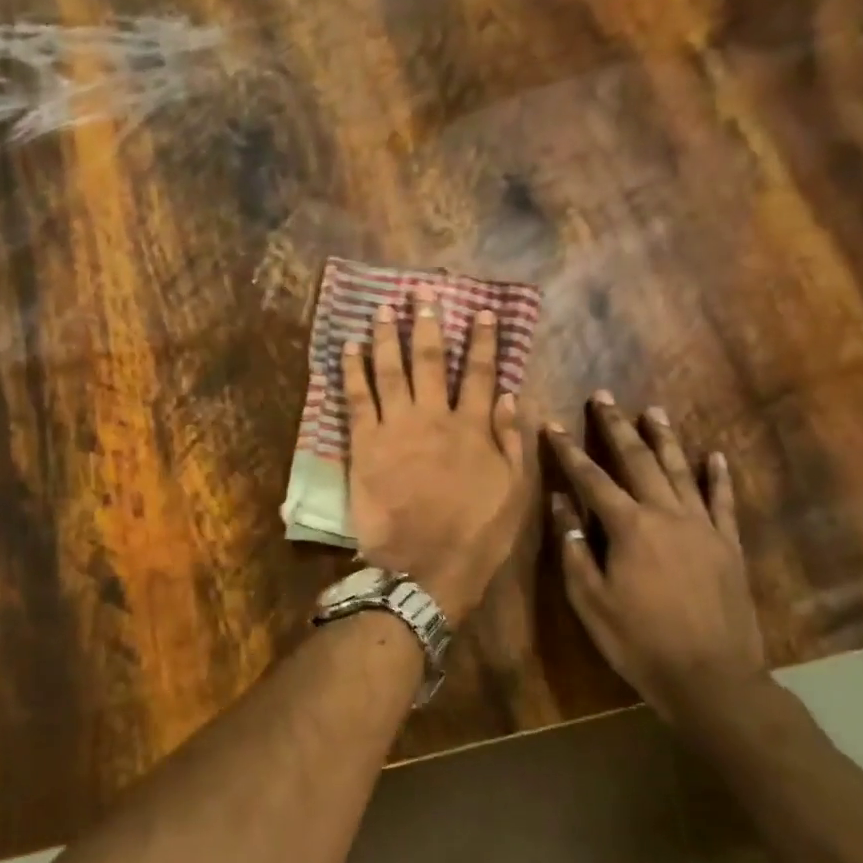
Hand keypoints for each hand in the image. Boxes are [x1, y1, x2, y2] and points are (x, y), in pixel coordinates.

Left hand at [345, 292, 526, 624]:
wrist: (424, 567)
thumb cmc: (475, 535)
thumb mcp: (513, 492)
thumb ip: (512, 441)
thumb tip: (508, 396)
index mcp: (473, 428)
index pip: (478, 373)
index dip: (482, 341)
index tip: (482, 312)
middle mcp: (434, 417)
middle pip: (429, 361)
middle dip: (427, 324)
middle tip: (422, 295)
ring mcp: (396, 428)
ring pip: (390, 370)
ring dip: (387, 335)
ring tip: (384, 307)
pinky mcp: (364, 444)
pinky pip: (356, 398)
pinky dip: (352, 370)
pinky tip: (349, 347)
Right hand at [542, 394, 769, 727]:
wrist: (710, 677)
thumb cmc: (637, 640)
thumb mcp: (589, 599)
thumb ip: (573, 548)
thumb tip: (560, 504)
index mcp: (629, 528)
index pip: (592, 480)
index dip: (569, 452)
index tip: (554, 426)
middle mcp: (667, 515)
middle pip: (639, 462)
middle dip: (617, 428)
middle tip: (605, 397)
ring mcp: (704, 528)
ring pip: (682, 472)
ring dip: (665, 439)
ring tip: (653, 411)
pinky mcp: (729, 546)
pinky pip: (724, 502)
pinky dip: (719, 477)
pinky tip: (715, 456)